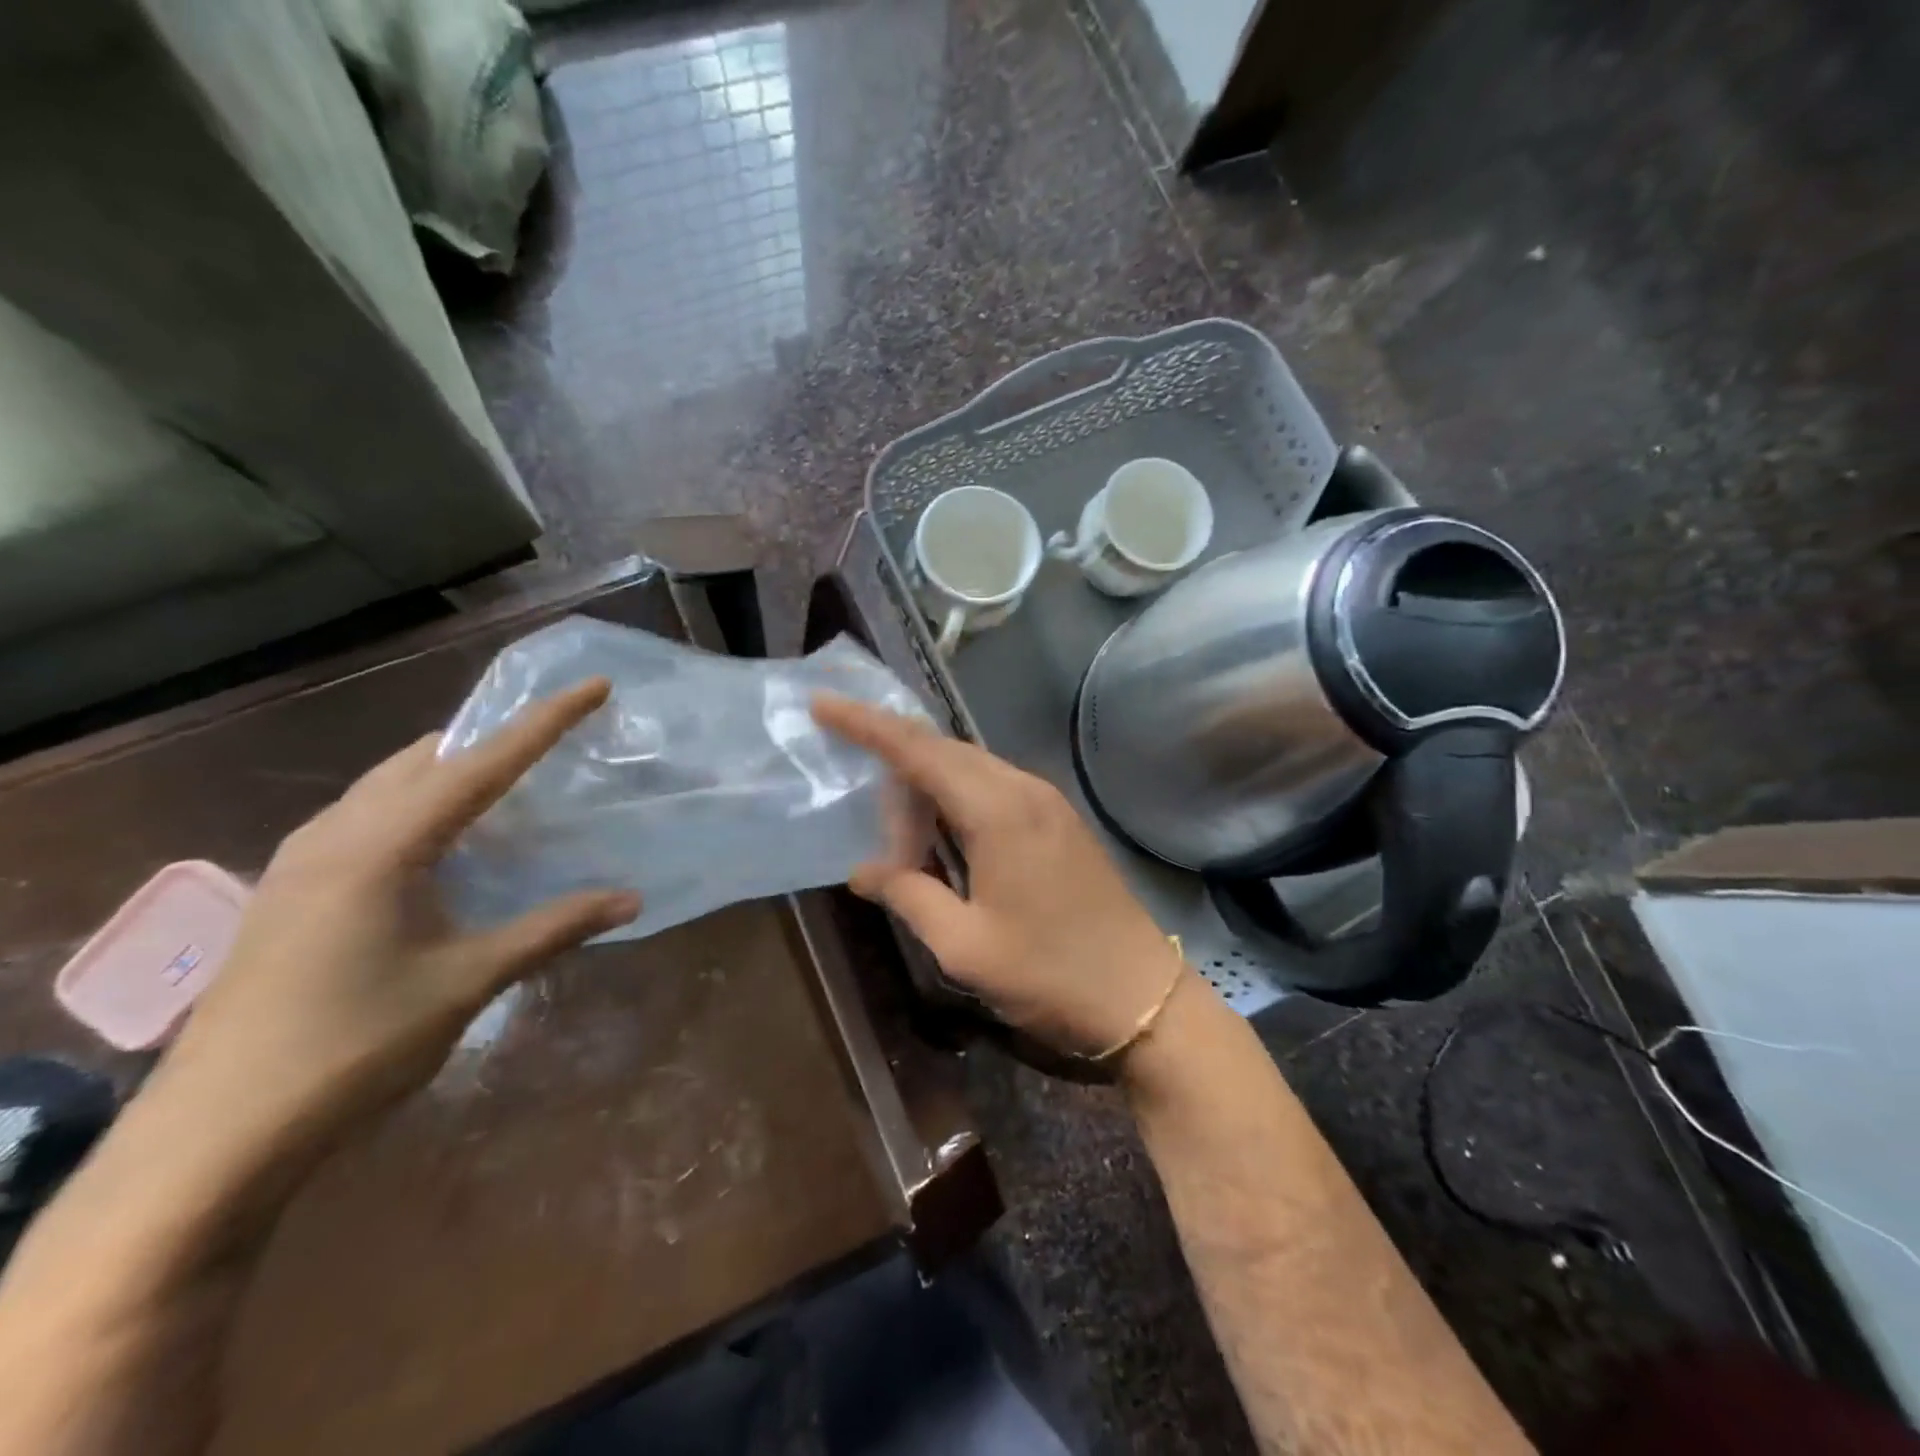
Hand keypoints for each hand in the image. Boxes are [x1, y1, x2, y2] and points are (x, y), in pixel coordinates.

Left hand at [160, 678, 639, 1148]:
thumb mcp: (466, 982)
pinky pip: (363, 818)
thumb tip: (631, 900)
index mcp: (381, 846)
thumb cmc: (352, 1048)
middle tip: (553, 743)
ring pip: (387, 785)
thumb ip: (552, 929)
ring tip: (506, 787)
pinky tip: (440, 845)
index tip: (594, 686)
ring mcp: (299, 862)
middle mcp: (334, 835)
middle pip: (426, 758)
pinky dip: (415, 806)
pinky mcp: (287, 891)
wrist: (211, 1139)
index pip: (482, 763)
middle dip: (492, 740)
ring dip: (450, 772)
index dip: (544, 722)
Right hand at [813, 696, 1188, 1058]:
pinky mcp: (1059, 820)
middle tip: (859, 798)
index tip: (824, 702)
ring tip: (899, 832)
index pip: (918, 749)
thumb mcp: (964, 945)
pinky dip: (958, 799)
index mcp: (997, 810)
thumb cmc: (1049, 974)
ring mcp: (1047, 801)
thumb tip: (864, 869)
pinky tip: (944, 837)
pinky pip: (994, 787)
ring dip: (928, 785)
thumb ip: (909, 896)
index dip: (866, 724)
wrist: (1142, 995)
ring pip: (971, 768)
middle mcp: (1023, 789)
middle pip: (945, 751)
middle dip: (895, 762)